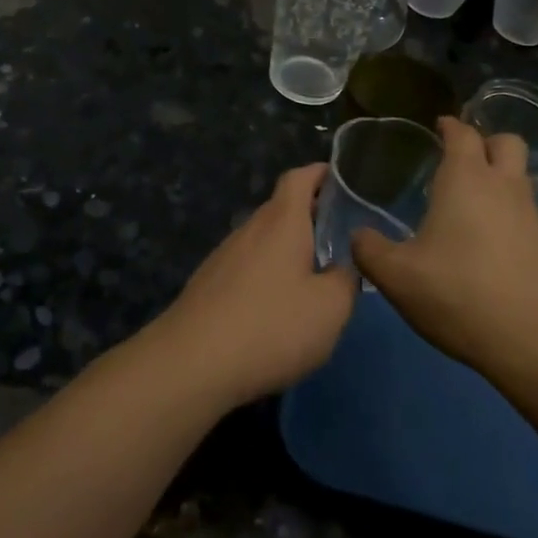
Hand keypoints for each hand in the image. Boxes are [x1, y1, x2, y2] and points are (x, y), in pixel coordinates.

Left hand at [152, 164, 357, 408]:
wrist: (191, 364)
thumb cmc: (271, 326)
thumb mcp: (330, 308)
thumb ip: (346, 281)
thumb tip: (344, 268)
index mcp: (282, 222)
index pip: (300, 178)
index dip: (322, 173)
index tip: (345, 181)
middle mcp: (250, 229)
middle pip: (282, 208)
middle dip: (311, 215)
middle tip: (341, 236)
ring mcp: (224, 256)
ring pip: (263, 239)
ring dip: (289, 248)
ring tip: (314, 275)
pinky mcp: (208, 285)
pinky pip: (247, 266)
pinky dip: (268, 274)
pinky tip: (277, 308)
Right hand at [352, 117, 537, 377]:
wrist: (531, 339)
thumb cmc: (458, 293)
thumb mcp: (396, 276)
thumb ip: (370, 250)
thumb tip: (357, 236)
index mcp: (466, 179)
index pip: (462, 134)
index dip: (449, 125)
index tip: (437, 125)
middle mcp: (502, 185)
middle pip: (505, 142)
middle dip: (484, 141)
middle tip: (458, 156)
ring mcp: (529, 213)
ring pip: (519, 174)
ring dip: (499, 172)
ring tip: (469, 194)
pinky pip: (524, 206)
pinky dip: (507, 205)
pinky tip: (485, 232)